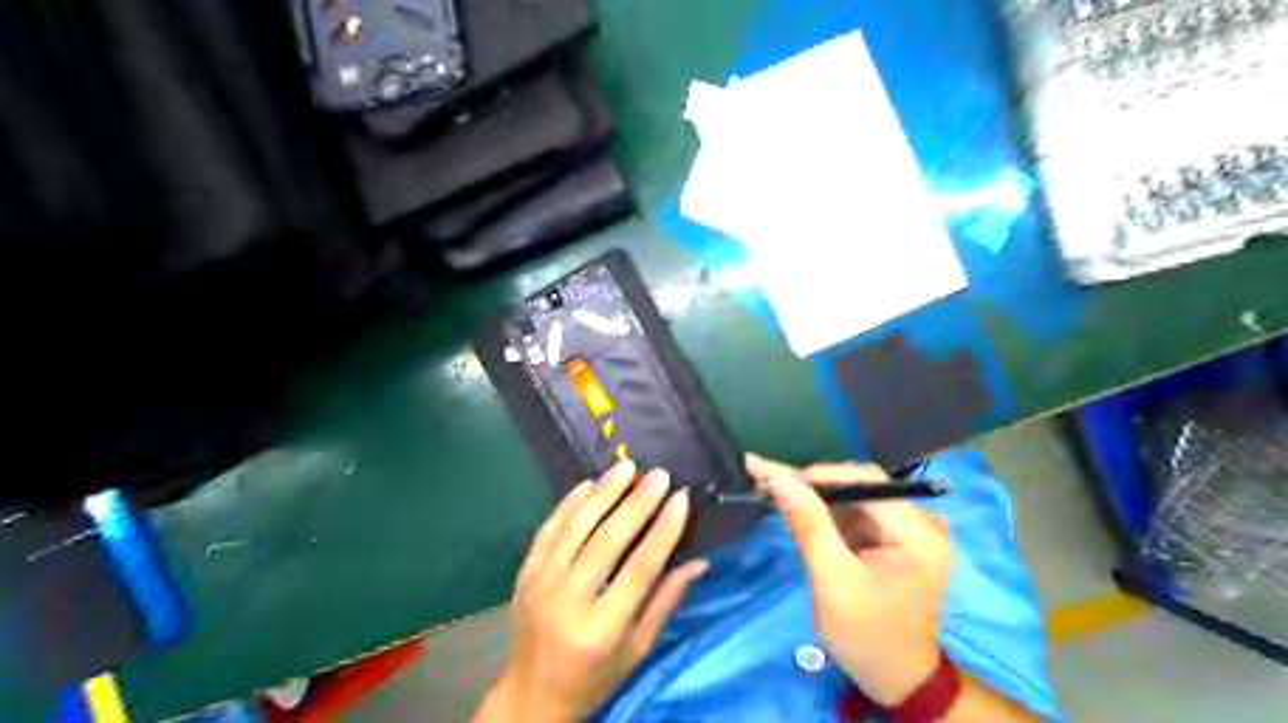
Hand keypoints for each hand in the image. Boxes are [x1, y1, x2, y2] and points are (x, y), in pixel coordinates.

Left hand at [476, 463, 708, 722]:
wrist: (530, 696)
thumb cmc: (593, 678)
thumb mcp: (636, 650)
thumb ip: (665, 602)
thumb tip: (698, 562)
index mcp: (601, 628)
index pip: (640, 569)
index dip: (663, 531)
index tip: (681, 499)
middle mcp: (568, 601)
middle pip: (606, 541)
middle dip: (636, 503)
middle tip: (658, 475)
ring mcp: (540, 583)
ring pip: (575, 527)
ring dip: (602, 493)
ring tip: (626, 467)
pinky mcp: (524, 573)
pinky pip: (548, 530)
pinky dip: (568, 504)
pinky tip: (587, 484)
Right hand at [745, 453, 953, 705]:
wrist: (896, 681)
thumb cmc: (865, 635)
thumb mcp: (832, 579)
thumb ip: (808, 523)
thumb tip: (778, 477)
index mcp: (916, 531)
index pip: (863, 481)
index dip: (816, 475)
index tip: (771, 477)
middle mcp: (920, 522)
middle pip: (858, 486)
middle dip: (811, 485)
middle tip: (764, 480)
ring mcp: (910, 530)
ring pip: (853, 498)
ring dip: (814, 497)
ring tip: (772, 490)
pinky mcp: (896, 540)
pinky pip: (856, 515)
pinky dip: (826, 514)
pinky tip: (797, 511)